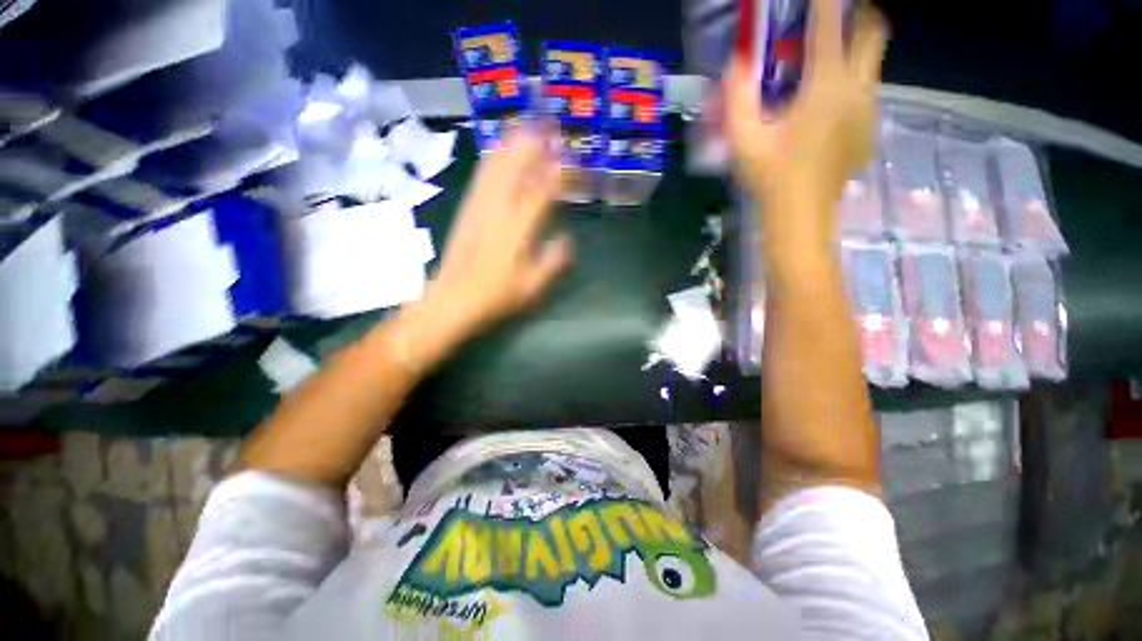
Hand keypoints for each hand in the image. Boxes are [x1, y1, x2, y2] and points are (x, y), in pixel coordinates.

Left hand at [426, 125, 572, 338]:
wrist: (454, 298)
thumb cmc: (497, 294)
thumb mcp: (534, 285)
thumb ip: (555, 260)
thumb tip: (567, 240)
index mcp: (519, 225)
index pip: (544, 188)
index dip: (561, 171)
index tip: (575, 162)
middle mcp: (498, 206)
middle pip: (516, 162)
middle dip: (535, 141)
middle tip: (550, 127)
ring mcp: (479, 203)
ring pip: (496, 161)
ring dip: (514, 142)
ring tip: (529, 127)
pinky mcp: (467, 206)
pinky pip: (482, 173)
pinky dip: (495, 156)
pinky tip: (501, 152)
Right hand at [723, 0, 886, 261]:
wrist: (800, 216)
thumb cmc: (769, 176)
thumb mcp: (743, 138)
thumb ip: (737, 96)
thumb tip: (736, 61)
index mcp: (825, 84)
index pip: (830, 22)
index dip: (824, 0)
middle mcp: (858, 88)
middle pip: (874, 29)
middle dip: (858, 13)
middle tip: (833, 21)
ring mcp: (869, 110)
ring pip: (871, 64)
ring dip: (851, 55)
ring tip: (818, 77)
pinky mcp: (870, 131)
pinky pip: (866, 96)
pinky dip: (849, 89)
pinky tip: (823, 116)